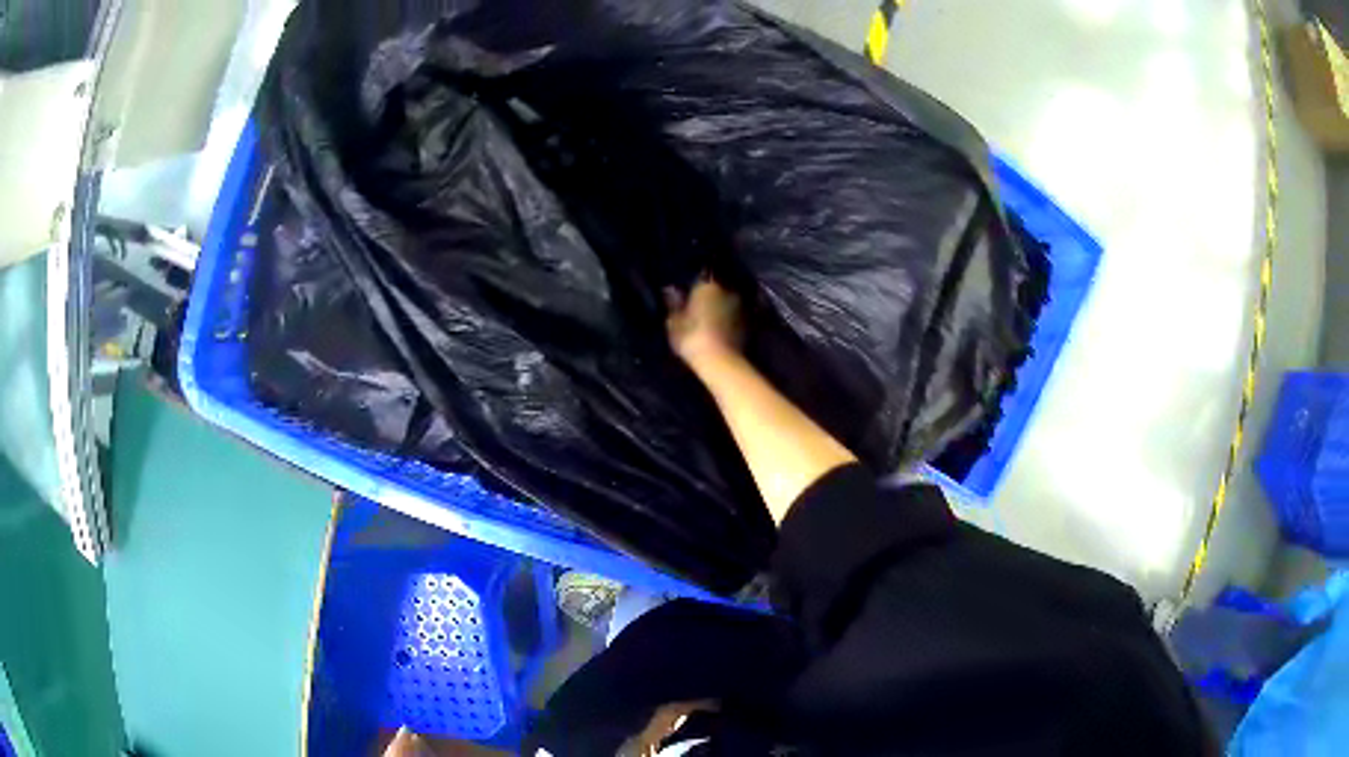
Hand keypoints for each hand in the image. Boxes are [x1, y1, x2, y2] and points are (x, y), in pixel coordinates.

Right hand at [665, 276, 742, 362]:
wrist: (722, 363)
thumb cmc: (692, 338)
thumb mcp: (674, 323)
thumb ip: (673, 305)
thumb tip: (671, 291)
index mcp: (708, 285)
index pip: (701, 277)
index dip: (693, 285)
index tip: (687, 294)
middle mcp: (728, 290)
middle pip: (717, 288)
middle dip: (709, 296)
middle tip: (697, 307)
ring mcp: (741, 306)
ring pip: (728, 302)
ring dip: (720, 307)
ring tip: (709, 319)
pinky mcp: (750, 323)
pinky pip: (735, 316)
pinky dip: (729, 320)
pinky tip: (721, 330)